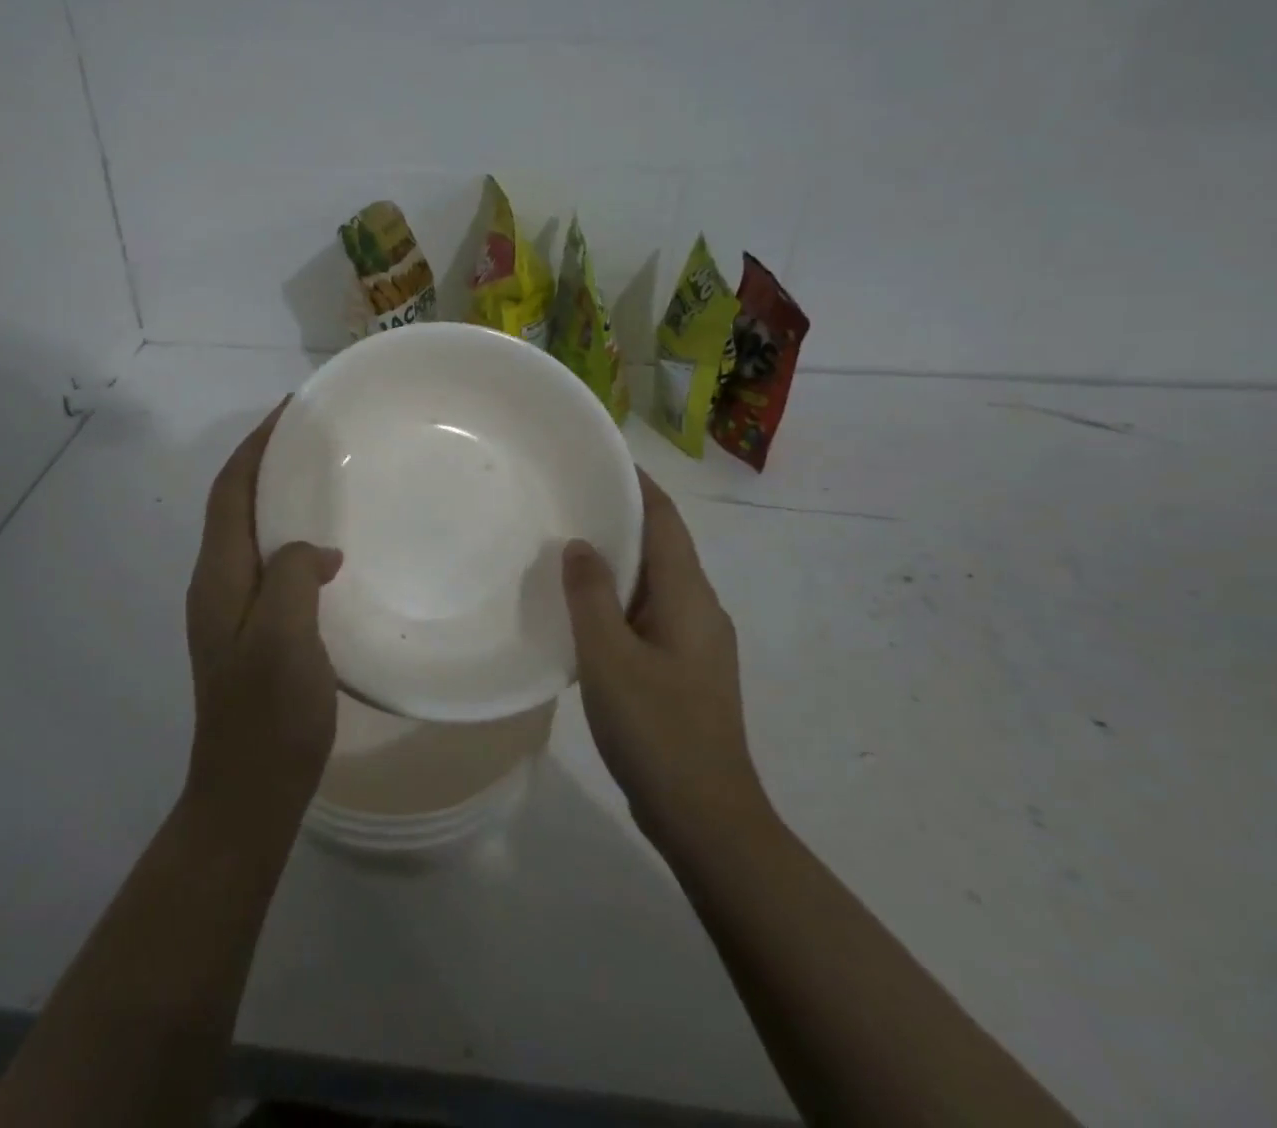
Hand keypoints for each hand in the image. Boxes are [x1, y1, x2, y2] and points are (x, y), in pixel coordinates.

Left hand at [184, 400, 343, 824]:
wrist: (249, 792)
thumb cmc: (267, 715)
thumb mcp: (284, 638)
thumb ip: (291, 577)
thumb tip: (313, 550)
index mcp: (218, 577)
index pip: (231, 491)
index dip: (256, 446)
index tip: (290, 410)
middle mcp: (217, 584)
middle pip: (236, 504)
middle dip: (266, 461)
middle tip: (313, 435)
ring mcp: (232, 609)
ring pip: (252, 532)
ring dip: (278, 495)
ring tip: (322, 475)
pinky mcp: (253, 630)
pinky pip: (269, 562)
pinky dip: (291, 536)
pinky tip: (327, 546)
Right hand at [563, 470, 764, 852]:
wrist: (707, 818)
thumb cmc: (657, 729)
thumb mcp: (609, 658)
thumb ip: (591, 595)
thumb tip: (581, 544)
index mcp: (689, 596)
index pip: (665, 520)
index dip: (637, 484)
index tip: (601, 457)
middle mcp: (700, 608)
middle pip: (662, 545)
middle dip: (622, 516)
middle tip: (570, 497)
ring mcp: (697, 641)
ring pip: (655, 581)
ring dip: (619, 559)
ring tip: (569, 544)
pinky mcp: (685, 669)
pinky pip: (650, 613)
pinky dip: (620, 597)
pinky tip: (585, 609)